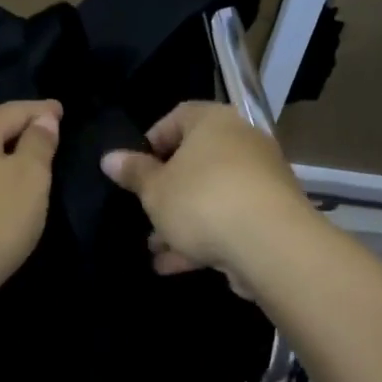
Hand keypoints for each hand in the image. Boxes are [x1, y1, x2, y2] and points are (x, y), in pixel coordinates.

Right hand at [99, 101, 315, 287]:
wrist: (271, 245)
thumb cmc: (202, 201)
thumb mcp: (155, 189)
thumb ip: (133, 173)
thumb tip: (109, 158)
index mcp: (213, 122)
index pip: (178, 116)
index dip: (152, 141)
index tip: (136, 168)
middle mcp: (242, 142)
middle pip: (196, 161)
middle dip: (167, 191)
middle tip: (144, 212)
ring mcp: (261, 180)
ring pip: (211, 196)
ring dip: (182, 221)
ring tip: (154, 248)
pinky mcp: (272, 216)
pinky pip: (230, 220)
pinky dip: (204, 239)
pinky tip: (174, 265)